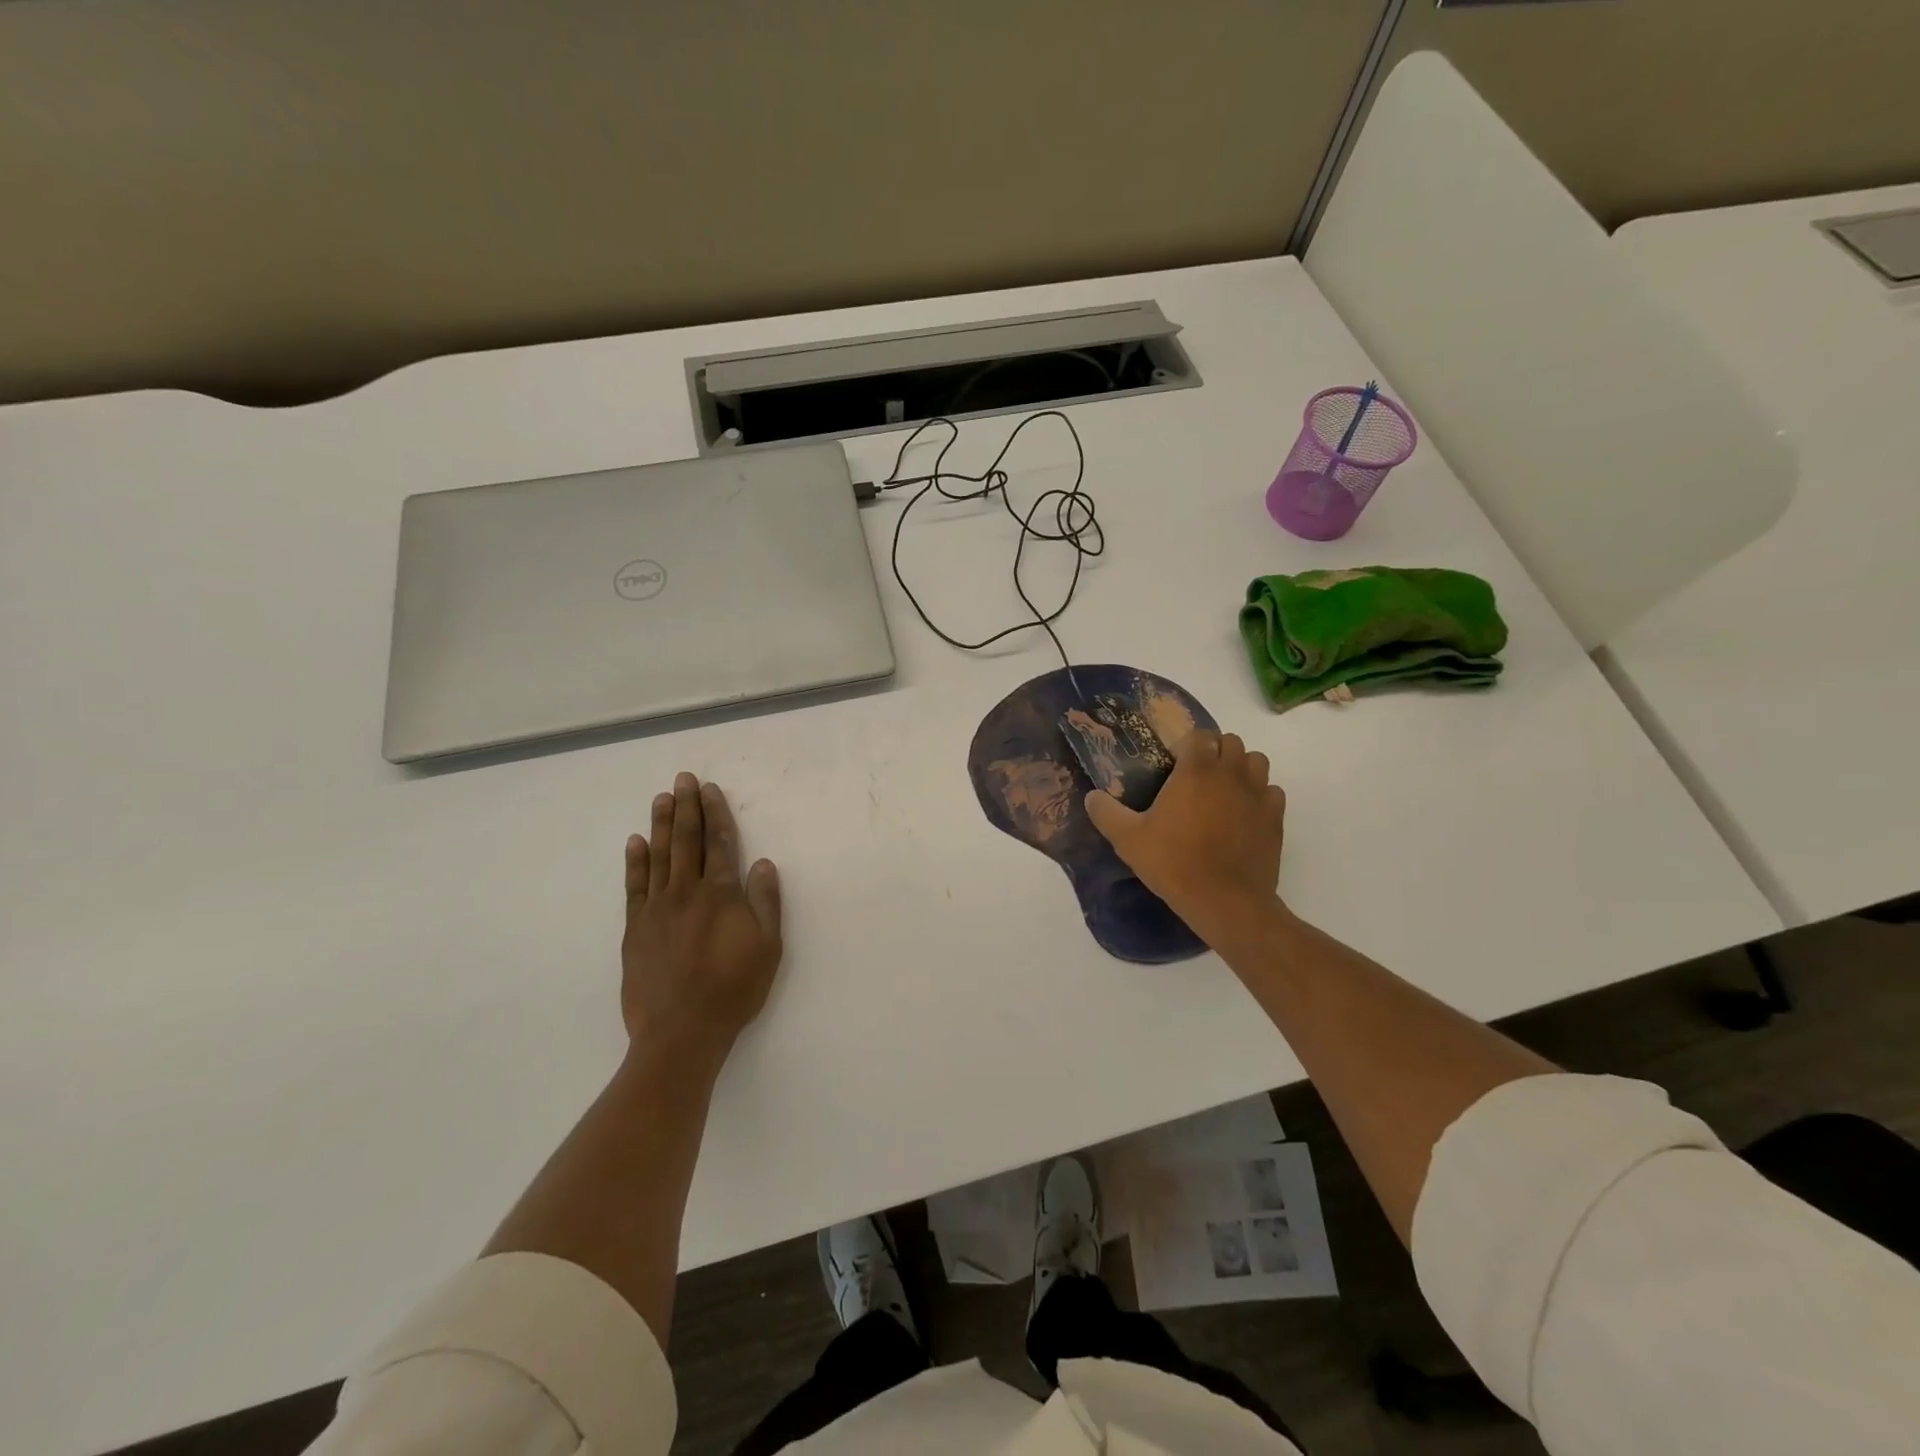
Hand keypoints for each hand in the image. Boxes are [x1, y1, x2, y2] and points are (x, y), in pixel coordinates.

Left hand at [621, 773, 782, 1067]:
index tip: (709, 789)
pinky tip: (635, 842)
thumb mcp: (768, 947)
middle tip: (683, 779)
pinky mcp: (635, 928)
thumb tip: (762, 863)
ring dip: (661, 824)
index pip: (719, 843)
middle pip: (686, 841)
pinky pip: (634, 886)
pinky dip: (635, 862)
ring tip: (661, 798)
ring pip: (659, 856)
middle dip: (687, 807)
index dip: (716, 814)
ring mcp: (657, 909)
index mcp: (721, 894)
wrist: (681, 1031)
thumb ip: (765, 902)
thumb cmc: (733, 989)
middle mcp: (686, 892)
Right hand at [1084, 730, 1285, 937]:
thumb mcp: (1128, 840)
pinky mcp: (1276, 817)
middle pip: (1230, 741)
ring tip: (1223, 789)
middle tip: (1197, 775)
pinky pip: (1272, 791)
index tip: (1173, 761)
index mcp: (1196, 771)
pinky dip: (1260, 794)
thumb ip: (1106, 813)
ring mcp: (1258, 794)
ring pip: (1256, 761)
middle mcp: (1231, 773)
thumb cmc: (1175, 863)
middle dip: (1215, 750)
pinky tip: (1244, 813)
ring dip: (1240, 767)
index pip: (1198, 735)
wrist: (1226, 902)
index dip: (1186, 744)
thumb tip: (1091, 797)